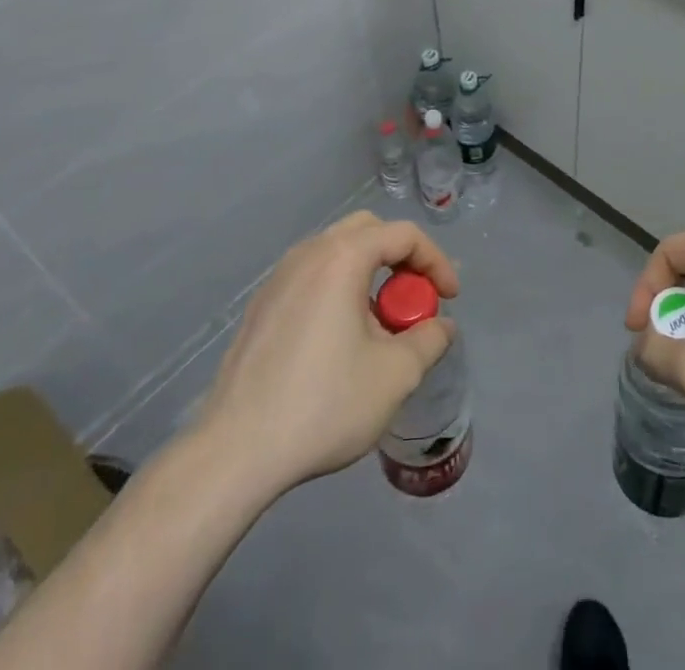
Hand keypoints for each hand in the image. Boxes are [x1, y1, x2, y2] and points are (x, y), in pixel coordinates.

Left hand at [192, 212, 459, 497]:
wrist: (235, 452)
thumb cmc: (323, 404)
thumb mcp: (395, 375)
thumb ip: (429, 340)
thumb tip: (441, 326)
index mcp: (342, 258)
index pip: (403, 235)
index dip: (435, 261)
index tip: (449, 299)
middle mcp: (308, 254)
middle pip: (368, 231)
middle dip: (401, 258)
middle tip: (415, 299)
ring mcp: (279, 278)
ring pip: (337, 252)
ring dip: (369, 274)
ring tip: (380, 325)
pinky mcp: (261, 306)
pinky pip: (312, 277)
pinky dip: (339, 290)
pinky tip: (340, 341)